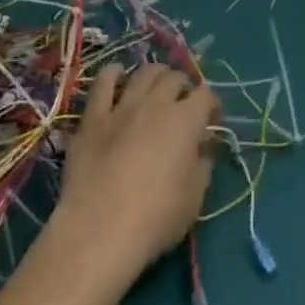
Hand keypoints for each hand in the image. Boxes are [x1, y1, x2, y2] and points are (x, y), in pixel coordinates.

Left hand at [51, 63, 219, 285]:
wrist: (99, 231)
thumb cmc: (156, 218)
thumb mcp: (194, 198)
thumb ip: (202, 167)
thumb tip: (201, 151)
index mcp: (186, 120)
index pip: (206, 95)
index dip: (212, 104)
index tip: (211, 119)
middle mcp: (157, 104)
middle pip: (175, 77)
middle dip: (184, 86)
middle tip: (183, 102)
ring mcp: (122, 107)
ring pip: (143, 73)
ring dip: (155, 75)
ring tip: (156, 85)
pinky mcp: (92, 118)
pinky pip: (102, 83)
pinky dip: (113, 74)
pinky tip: (117, 76)